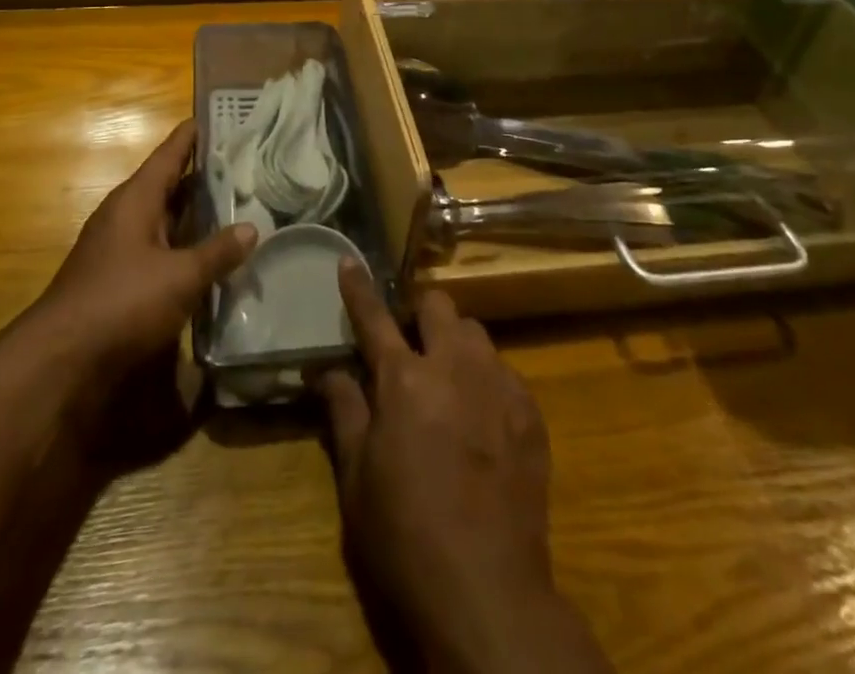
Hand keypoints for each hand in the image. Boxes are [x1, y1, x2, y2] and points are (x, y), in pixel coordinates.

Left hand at [35, 121, 254, 382]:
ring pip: (164, 218)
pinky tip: (208, 254)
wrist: (60, 360)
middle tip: (243, 163)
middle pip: (168, 184)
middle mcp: (125, 215)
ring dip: (194, 213)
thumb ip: (217, 252)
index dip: (192, 135)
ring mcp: (119, 247)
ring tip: (235, 203)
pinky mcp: (118, 278)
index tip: (218, 117)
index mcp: (136, 199)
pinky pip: (159, 247)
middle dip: (202, 175)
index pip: (169, 154)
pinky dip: (183, 245)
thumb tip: (252, 228)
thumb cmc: (122, 302)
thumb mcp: (180, 277)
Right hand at [318, 263, 612, 673]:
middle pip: (438, 305)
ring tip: (448, 380)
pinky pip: (505, 371)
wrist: (488, 592)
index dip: (358, 287)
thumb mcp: (357, 479)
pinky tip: (481, 418)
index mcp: (403, 378)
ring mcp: (497, 385)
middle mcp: (453, 366)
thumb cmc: (405, 535)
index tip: (349, 261)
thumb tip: (324, 370)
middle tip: (410, 346)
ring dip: (456, 343)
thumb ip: (344, 410)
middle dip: (420, 314)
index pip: (374, 317)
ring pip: (475, 333)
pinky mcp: (530, 412)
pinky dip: (487, 380)